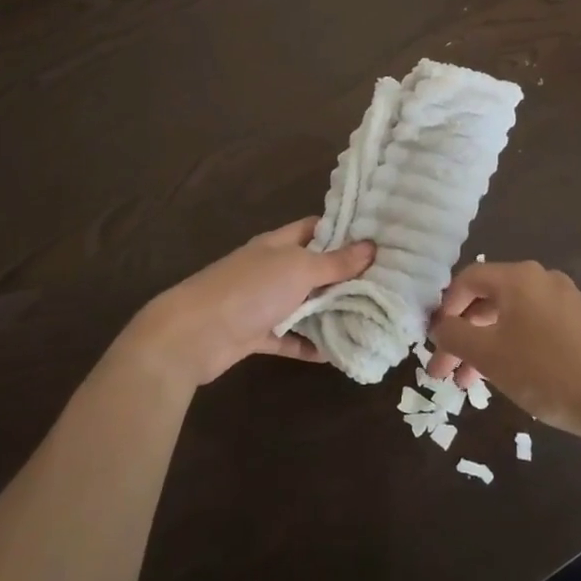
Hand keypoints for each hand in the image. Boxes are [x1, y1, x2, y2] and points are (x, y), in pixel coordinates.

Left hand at [116, 219, 372, 388]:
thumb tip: (372, 246)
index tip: (377, 237)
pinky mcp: (256, 335)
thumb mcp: (298, 269)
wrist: (194, 334)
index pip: (315, 228)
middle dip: (344, 275)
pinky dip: (309, 345)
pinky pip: (289, 338)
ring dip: (330, 312)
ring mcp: (262, 302)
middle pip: (313, 268)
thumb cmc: (249, 290)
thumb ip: (334, 262)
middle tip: (386, 282)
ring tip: (371, 317)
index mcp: (278, 244)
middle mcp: (271, 269)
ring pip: (303, 304)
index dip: (343, 230)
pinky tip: (337, 353)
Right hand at [427, 261, 580, 448]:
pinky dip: (510, 346)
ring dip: (484, 346)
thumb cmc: (546, 371)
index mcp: (519, 278)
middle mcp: (542, 279)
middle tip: (445, 371)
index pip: (467, 280)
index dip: (444, 309)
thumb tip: (438, 326)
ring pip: (509, 317)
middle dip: (462, 336)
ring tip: (470, 384)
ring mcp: (565, 301)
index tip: (434, 342)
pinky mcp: (580, 325)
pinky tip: (505, 376)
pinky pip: (532, 327)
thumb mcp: (489, 355)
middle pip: (488, 300)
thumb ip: (454, 336)